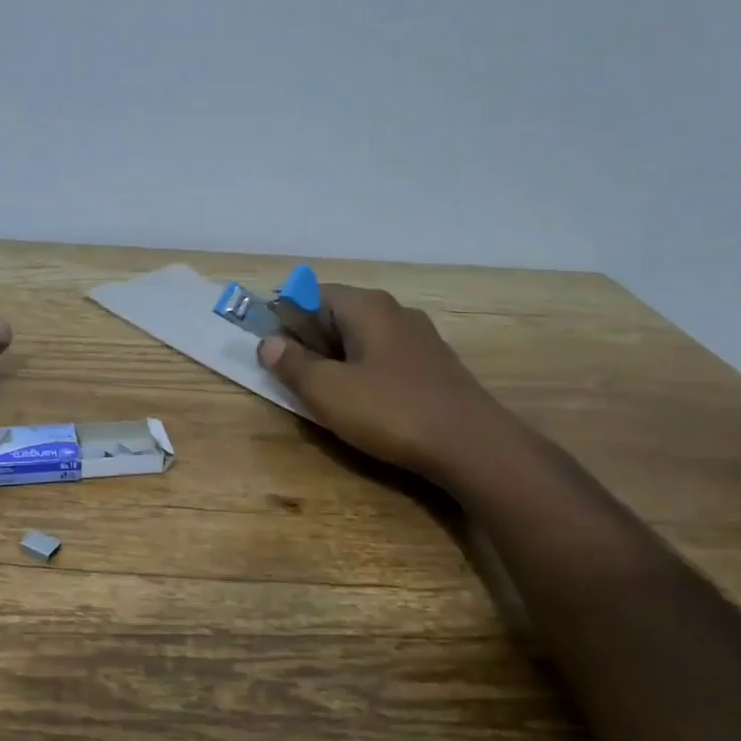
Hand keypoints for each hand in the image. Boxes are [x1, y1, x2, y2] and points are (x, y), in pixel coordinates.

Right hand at [256, 284, 507, 482]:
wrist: (473, 447)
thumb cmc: (391, 411)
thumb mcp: (328, 391)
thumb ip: (293, 364)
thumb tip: (268, 343)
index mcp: (367, 306)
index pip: (311, 294)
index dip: (284, 316)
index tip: (267, 345)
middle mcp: (395, 312)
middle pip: (337, 314)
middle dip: (308, 340)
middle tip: (288, 373)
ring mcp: (419, 339)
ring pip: (362, 339)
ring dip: (335, 359)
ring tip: (319, 392)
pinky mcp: (434, 367)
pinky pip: (384, 359)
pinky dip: (362, 372)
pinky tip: (360, 402)